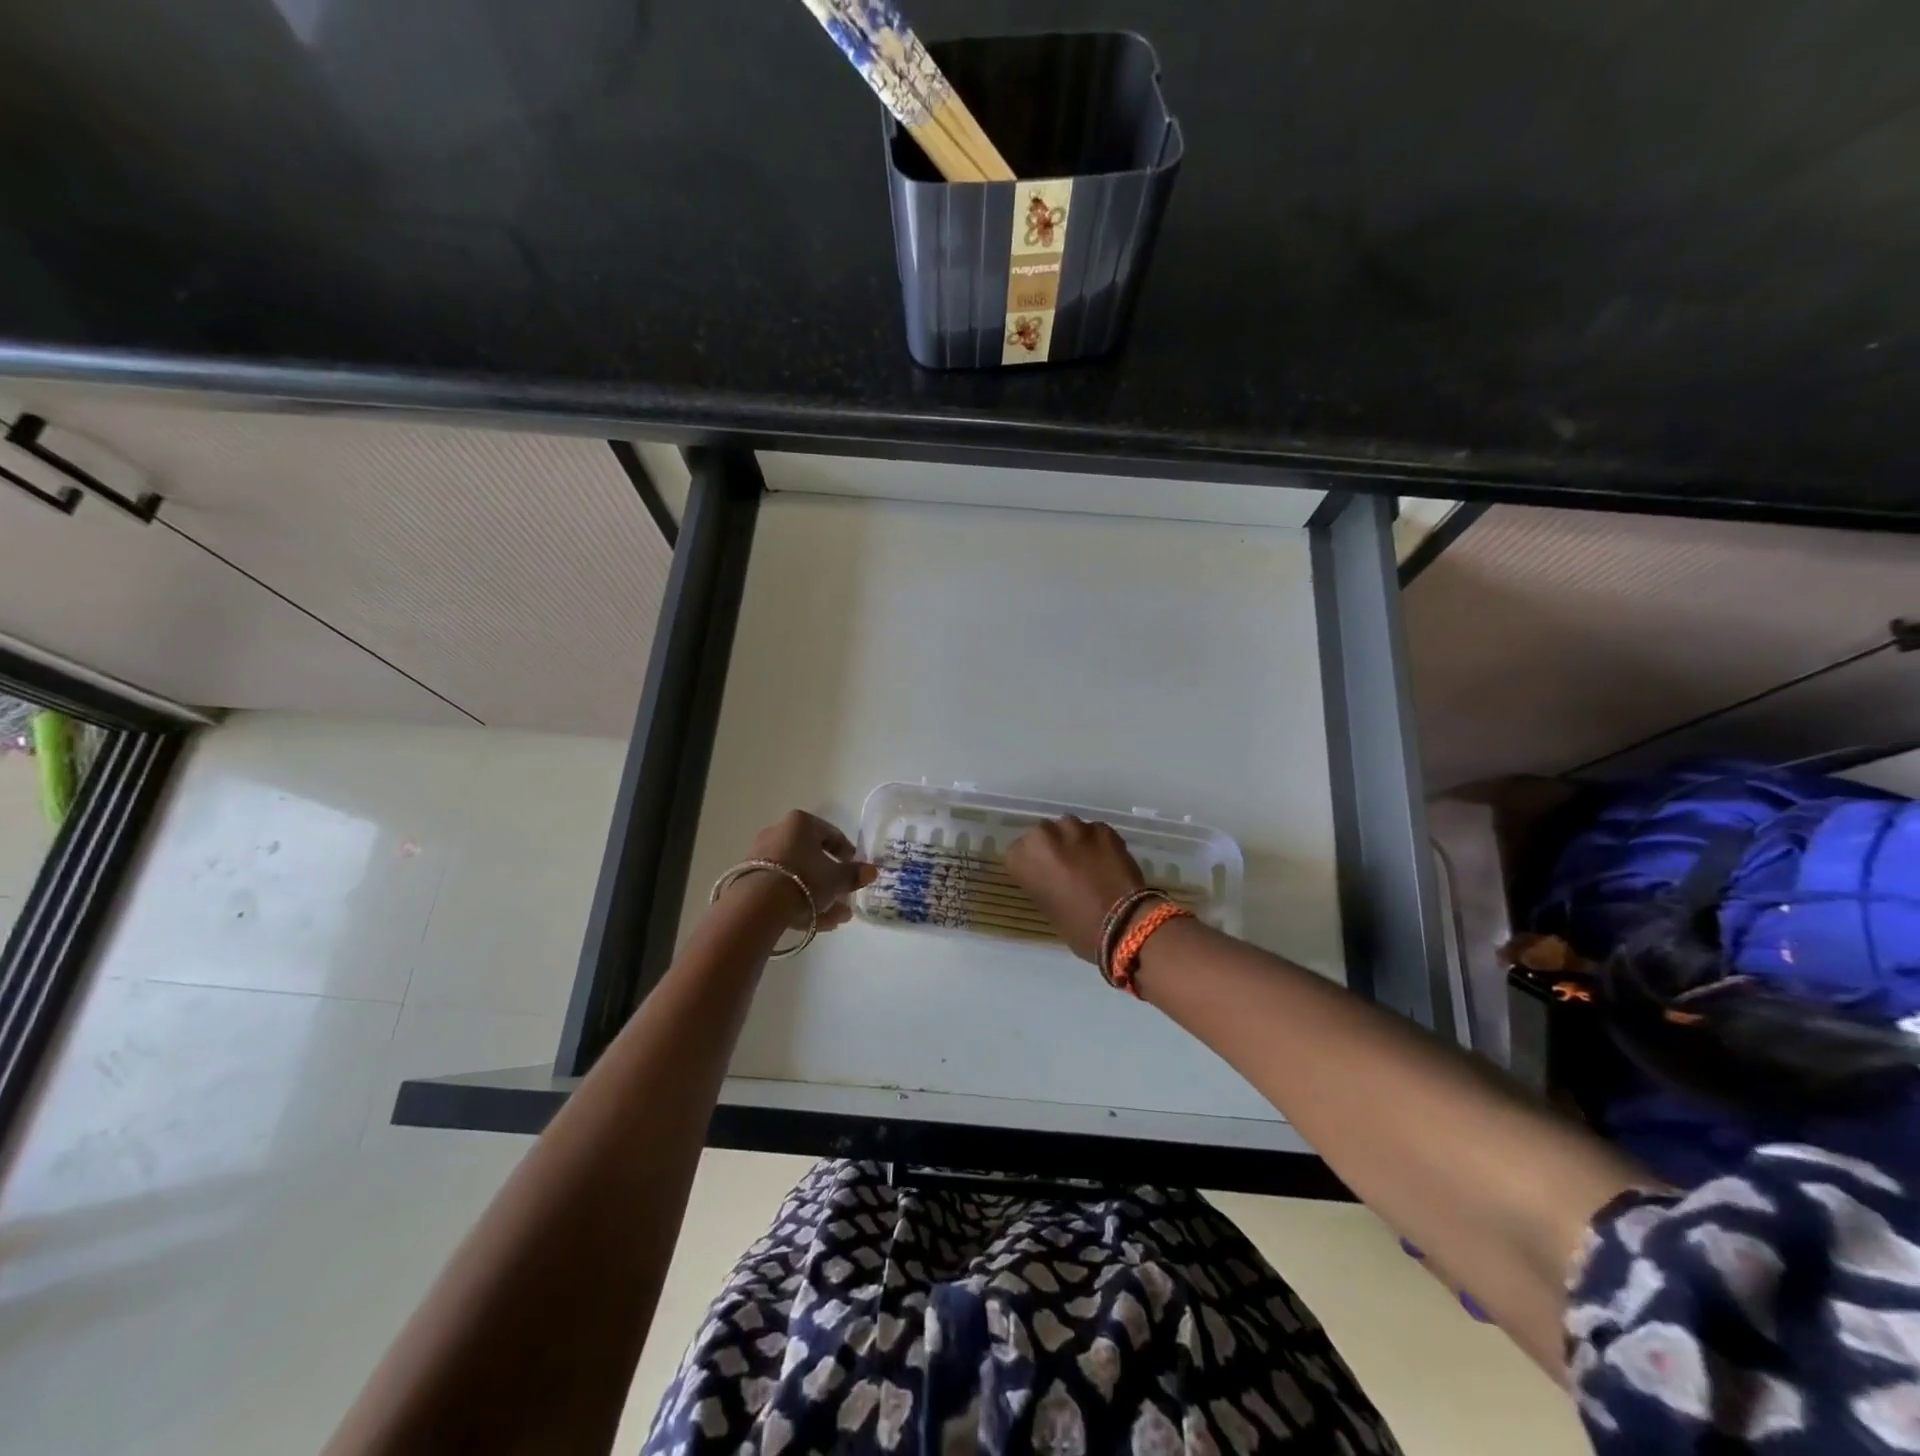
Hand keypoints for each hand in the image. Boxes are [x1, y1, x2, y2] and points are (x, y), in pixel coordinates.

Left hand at [731, 811, 875, 931]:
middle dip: (831, 879)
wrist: (758, 904)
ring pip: (798, 875)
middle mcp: (778, 833)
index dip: (846, 852)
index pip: (830, 833)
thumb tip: (872, 871)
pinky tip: (817, 922)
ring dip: (818, 894)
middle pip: (812, 856)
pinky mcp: (750, 880)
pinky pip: (782, 888)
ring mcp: (761, 857)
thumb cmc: (805, 879)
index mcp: (800, 823)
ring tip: (837, 917)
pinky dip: (800, 901)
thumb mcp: (836, 878)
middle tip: (845, 895)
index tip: (855, 868)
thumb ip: (854, 874)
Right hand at [1006, 816, 1145, 962]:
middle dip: (1051, 848)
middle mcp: (1044, 835)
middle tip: (1065, 869)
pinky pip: (1094, 832)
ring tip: (1088, 862)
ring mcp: (1076, 828)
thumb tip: (1052, 875)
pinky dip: (1098, 843)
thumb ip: (1042, 881)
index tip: (1042, 877)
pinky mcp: (1103, 828)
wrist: (1123, 923)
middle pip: (1042, 835)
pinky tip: (1107, 860)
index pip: (1017, 853)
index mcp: (1022, 857)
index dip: (1031, 865)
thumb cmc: (1077, 927)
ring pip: (1069, 829)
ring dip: (1074, 841)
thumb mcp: (1046, 906)